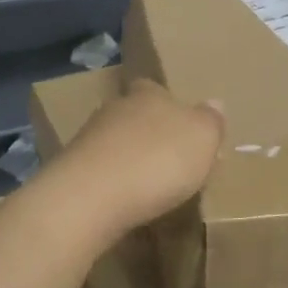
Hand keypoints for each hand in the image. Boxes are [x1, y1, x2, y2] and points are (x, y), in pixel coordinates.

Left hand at [44, 79, 224, 237]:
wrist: (92, 195)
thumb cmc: (158, 159)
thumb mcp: (202, 137)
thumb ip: (210, 121)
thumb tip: (215, 103)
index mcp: (148, 94)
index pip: (156, 88)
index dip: (169, 104)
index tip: (183, 126)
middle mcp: (115, 108)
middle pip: (135, 115)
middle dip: (150, 133)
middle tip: (171, 159)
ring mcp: (89, 138)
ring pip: (115, 142)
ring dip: (130, 158)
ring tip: (149, 184)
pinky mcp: (72, 170)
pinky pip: (101, 170)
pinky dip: (113, 181)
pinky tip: (124, 199)